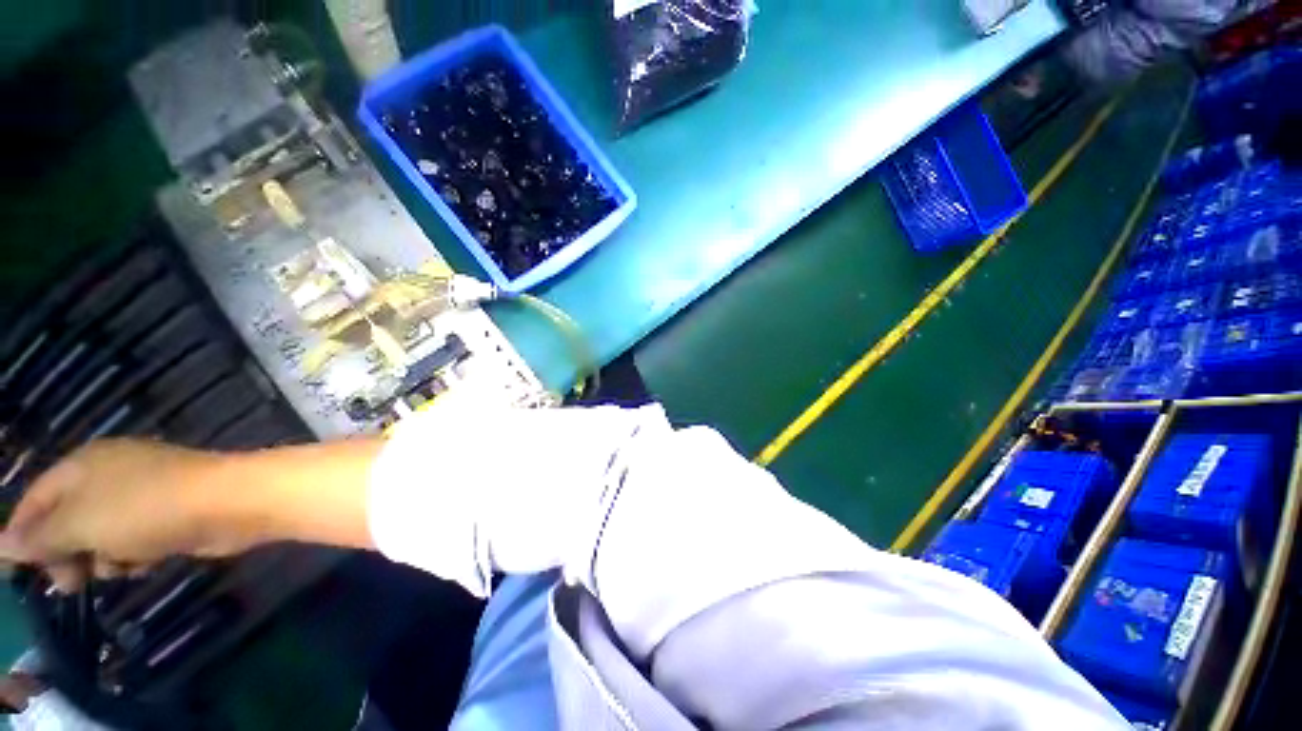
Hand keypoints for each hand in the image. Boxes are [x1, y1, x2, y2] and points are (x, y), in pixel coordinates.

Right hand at [0, 440, 251, 590]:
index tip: (16, 573)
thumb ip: (40, 536)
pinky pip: (135, 540)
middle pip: (68, 518)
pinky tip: (144, 563)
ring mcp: (144, 492)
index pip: (36, 498)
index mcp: (83, 465)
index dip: (23, 534)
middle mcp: (110, 473)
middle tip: (69, 583)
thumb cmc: (144, 509)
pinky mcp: (171, 512)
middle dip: (65, 553)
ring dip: (102, 557)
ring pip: (102, 535)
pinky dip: (134, 555)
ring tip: (115, 566)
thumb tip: (1, 544)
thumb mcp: (79, 524)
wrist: (228, 503)